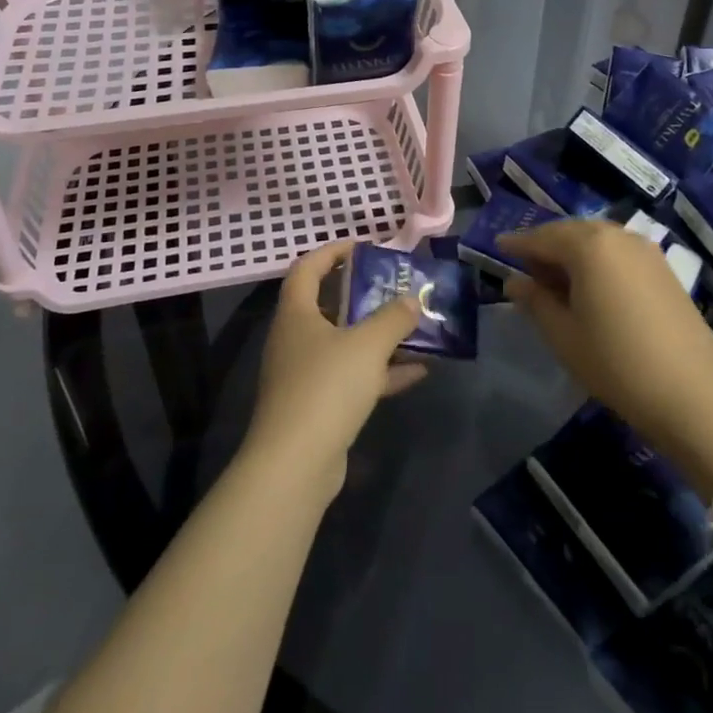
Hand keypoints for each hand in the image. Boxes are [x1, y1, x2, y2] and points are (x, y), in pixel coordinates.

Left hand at [242, 241, 428, 502]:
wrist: (294, 465)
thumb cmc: (326, 387)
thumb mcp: (367, 345)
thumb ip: (393, 317)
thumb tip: (412, 298)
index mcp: (296, 313)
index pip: (308, 267)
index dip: (333, 251)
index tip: (365, 247)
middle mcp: (295, 339)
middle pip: (329, 305)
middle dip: (364, 296)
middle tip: (396, 287)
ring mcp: (305, 375)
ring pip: (345, 344)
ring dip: (378, 336)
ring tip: (416, 327)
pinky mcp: (318, 407)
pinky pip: (352, 378)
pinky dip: (381, 373)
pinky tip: (418, 372)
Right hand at [501, 219, 712, 481]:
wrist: (694, 395)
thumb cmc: (616, 362)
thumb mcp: (563, 334)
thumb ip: (535, 300)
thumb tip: (514, 280)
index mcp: (588, 244)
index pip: (541, 237)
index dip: (517, 244)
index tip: (497, 246)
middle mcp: (617, 235)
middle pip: (571, 233)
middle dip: (546, 247)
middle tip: (524, 269)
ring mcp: (646, 250)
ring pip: (597, 241)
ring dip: (572, 255)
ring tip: (555, 282)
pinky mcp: (664, 269)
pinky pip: (618, 253)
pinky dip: (598, 262)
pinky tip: (591, 288)